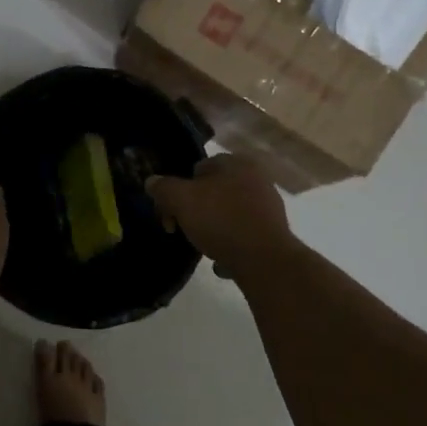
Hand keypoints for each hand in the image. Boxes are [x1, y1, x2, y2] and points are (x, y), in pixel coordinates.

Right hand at [146, 154, 296, 273]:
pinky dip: (232, 245)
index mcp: (235, 162)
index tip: (171, 214)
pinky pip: (244, 235)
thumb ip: (163, 188)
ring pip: (228, 214)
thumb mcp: (181, 200)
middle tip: (185, 230)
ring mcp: (268, 205)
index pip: (198, 169)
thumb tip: (151, 181)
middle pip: (213, 192)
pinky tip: (224, 262)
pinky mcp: (275, 231)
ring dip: (214, 229)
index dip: (179, 191)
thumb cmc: (221, 220)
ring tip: (204, 248)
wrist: (265, 260)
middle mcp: (256, 178)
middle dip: (196, 211)